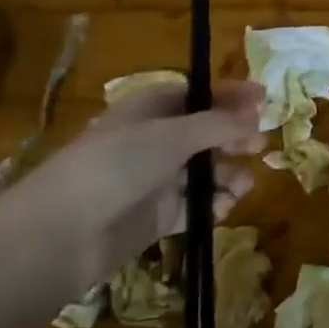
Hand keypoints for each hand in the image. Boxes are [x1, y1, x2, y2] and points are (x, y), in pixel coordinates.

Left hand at [11, 77, 262, 297]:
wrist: (63, 233)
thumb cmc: (117, 165)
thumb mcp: (172, 135)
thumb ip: (218, 124)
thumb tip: (256, 116)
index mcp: (150, 109)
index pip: (198, 94)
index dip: (230, 95)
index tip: (265, 99)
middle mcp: (154, 140)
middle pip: (205, 133)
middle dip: (233, 138)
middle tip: (258, 146)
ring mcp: (154, 179)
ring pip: (203, 171)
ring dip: (227, 174)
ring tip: (243, 185)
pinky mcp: (155, 216)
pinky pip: (193, 205)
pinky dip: (212, 205)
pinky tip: (224, 208)